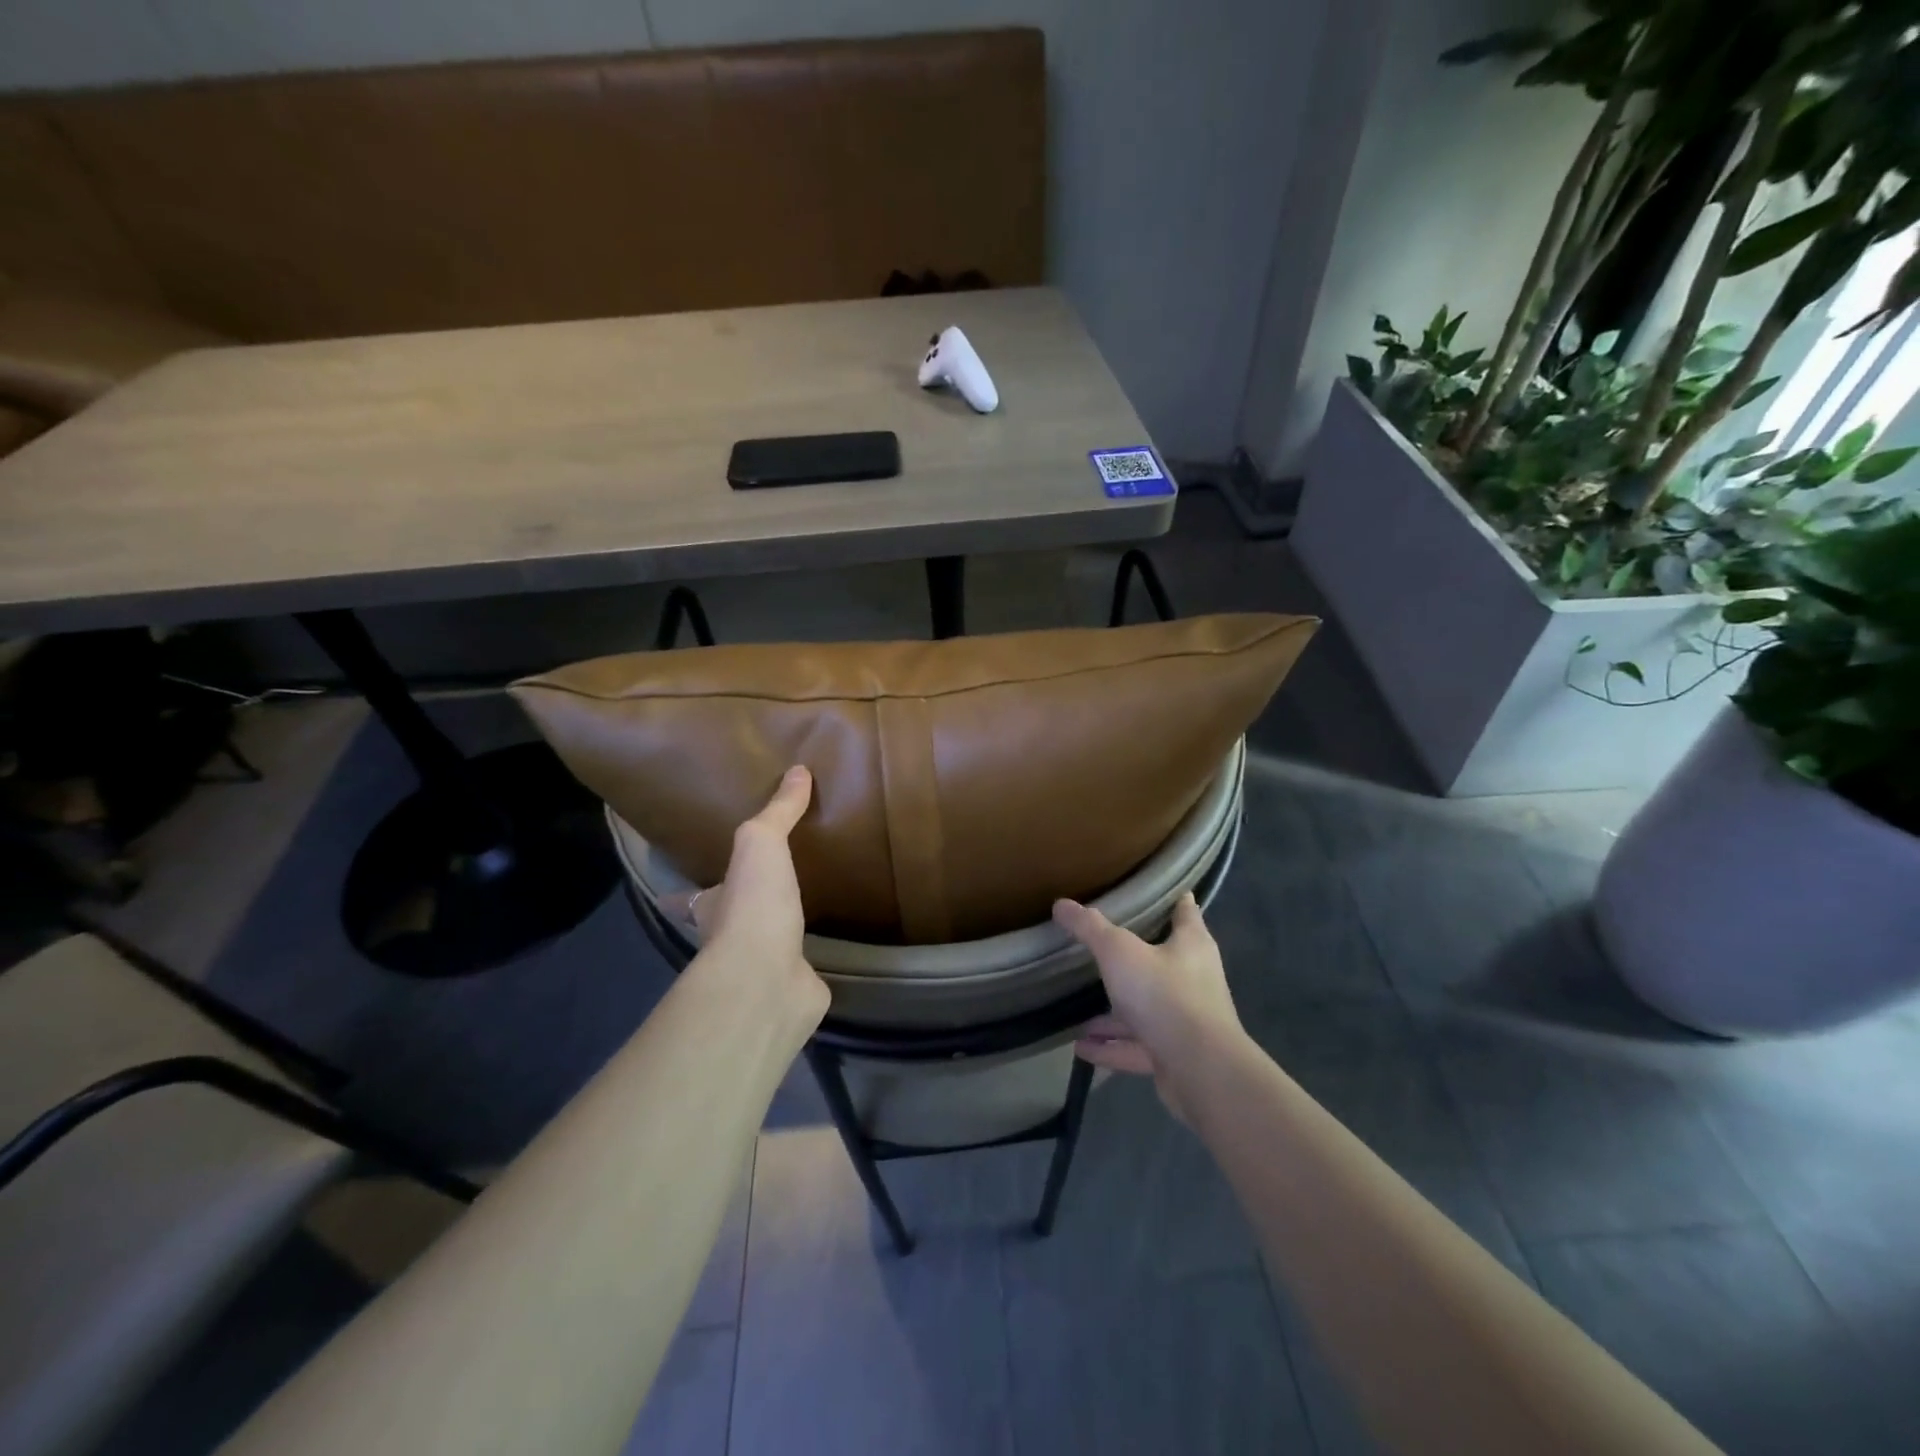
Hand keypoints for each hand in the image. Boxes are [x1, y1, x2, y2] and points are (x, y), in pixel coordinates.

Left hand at [663, 765, 828, 1022]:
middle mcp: (728, 940)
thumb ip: (778, 811)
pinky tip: (830, 947)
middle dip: (740, 908)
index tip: (686, 886)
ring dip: (778, 931)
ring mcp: (761, 967)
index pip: (689, 897)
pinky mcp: (795, 987)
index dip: (686, 892)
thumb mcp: (760, 843)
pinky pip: (803, 969)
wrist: (768, 979)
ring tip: (804, 908)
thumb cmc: (752, 906)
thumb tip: (799, 770)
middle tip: (763, 886)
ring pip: (767, 944)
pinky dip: (812, 961)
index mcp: (711, 906)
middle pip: (729, 920)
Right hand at [1052, 892, 1244, 1120]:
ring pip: (1146, 1010)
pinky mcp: (1176, 1056)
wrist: (1201, 1070)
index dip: (1174, 898)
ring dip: (1115, 1015)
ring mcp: (1186, 1021)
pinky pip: (1137, 1047)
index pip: (1186, 911)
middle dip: (1134, 959)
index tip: (1157, 890)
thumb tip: (1061, 904)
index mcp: (1191, 945)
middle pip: (1163, 961)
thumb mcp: (1119, 951)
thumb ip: (1090, 928)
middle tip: (1103, 950)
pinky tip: (1081, 1049)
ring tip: (1080, 1015)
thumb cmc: (1165, 994)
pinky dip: (1110, 1048)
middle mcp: (1194, 979)